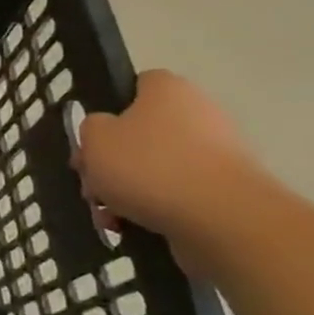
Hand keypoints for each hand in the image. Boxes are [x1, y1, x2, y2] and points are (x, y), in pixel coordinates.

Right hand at [73, 71, 270, 255]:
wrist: (222, 219)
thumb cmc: (150, 165)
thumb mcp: (94, 138)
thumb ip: (90, 128)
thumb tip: (105, 133)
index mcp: (168, 90)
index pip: (135, 85)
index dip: (109, 109)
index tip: (92, 137)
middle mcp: (197, 114)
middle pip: (139, 134)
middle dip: (110, 162)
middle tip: (91, 185)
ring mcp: (215, 155)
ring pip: (153, 169)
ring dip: (124, 192)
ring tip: (107, 217)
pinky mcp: (223, 193)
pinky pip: (175, 196)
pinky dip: (150, 211)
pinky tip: (129, 229)